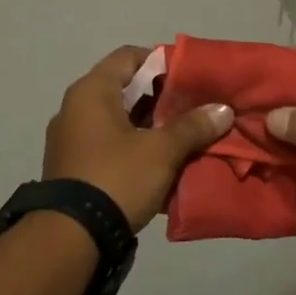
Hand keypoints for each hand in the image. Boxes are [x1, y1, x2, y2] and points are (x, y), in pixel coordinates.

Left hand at [43, 46, 233, 228]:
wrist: (71, 237)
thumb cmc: (116, 178)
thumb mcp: (162, 151)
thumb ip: (193, 126)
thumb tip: (224, 109)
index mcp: (92, 91)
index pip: (129, 56)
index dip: (162, 62)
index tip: (190, 78)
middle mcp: (76, 108)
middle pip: (125, 88)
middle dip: (161, 98)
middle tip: (194, 108)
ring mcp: (71, 139)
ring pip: (119, 119)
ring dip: (150, 125)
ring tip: (185, 136)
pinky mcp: (73, 166)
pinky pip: (110, 144)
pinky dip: (134, 146)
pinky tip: (162, 162)